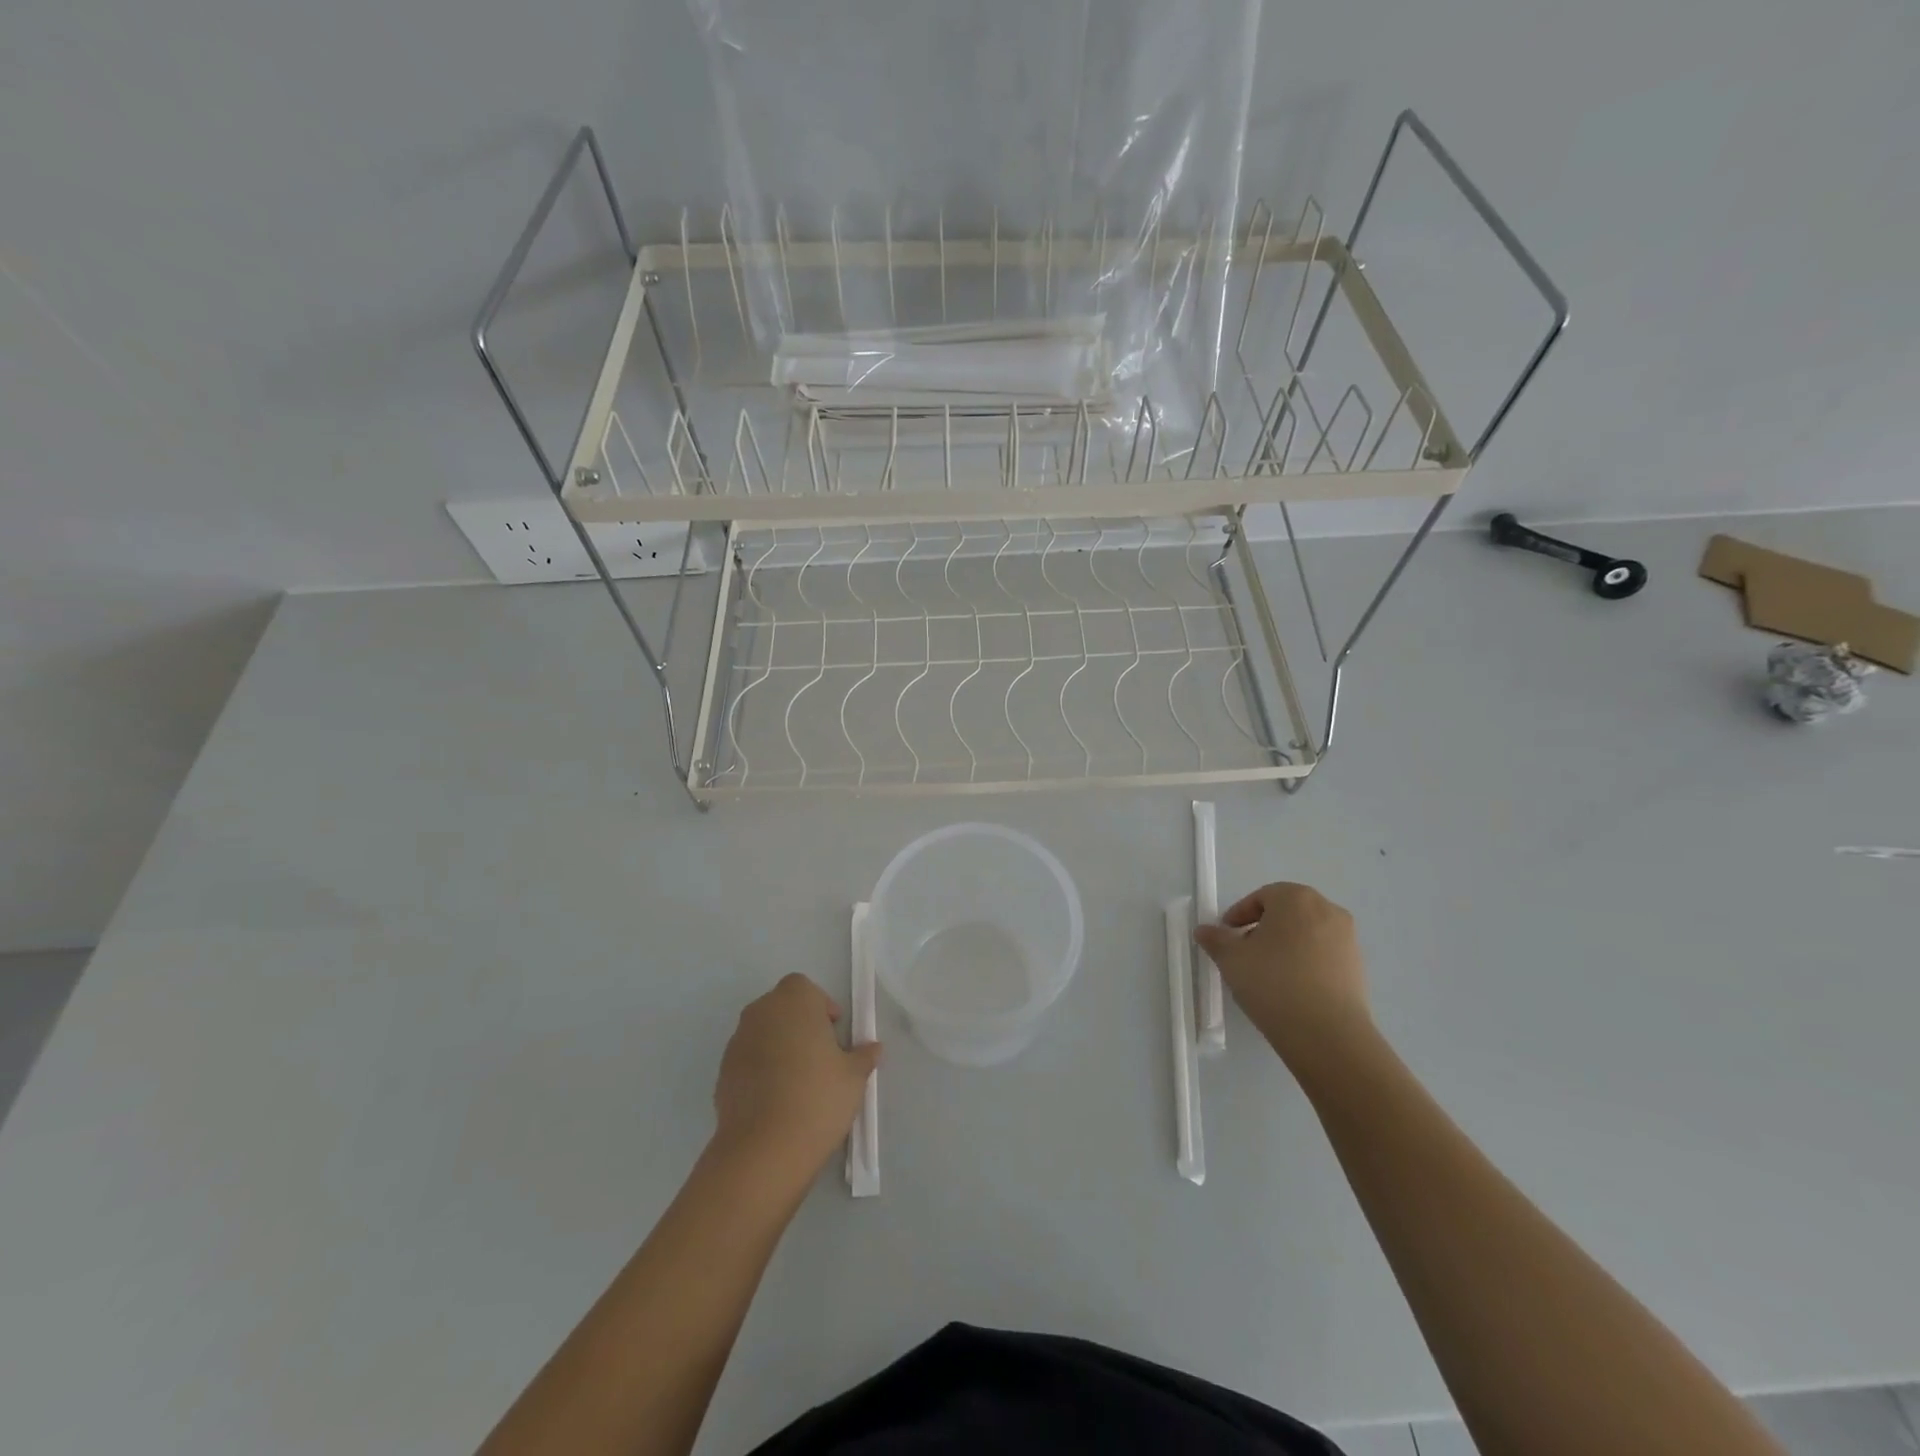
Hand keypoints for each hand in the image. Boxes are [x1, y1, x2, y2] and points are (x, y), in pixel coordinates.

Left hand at [711, 974, 879, 1187]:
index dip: (820, 1006)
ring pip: (763, 1033)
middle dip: (799, 1024)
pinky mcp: (722, 1073)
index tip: (833, 1034)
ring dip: (778, 1046)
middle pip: (781, 1007)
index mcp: (793, 1001)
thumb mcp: (854, 1077)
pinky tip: (776, 1100)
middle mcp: (761, 1012)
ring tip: (798, 1082)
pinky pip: (748, 1060)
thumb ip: (863, 1055)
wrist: (763, 1150)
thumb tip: (872, 1048)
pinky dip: (761, 1070)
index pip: (804, 987)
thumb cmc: (817, 1098)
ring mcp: (737, 1042)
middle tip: (819, 1056)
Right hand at [1194, 882, 1373, 1079]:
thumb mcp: (1231, 959)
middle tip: (1245, 952)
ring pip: (1307, 934)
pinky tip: (1291, 989)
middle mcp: (1327, 910)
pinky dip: (1305, 963)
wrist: (1327, 1034)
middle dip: (1264, 928)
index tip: (1227, 936)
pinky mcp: (1358, 968)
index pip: (1262, 897)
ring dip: (1286, 946)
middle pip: (1287, 912)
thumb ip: (1216, 940)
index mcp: (1296, 898)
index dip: (1240, 914)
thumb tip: (1204, 931)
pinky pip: (1323, 956)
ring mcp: (1348, 939)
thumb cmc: (1273, 983)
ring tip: (1267, 974)